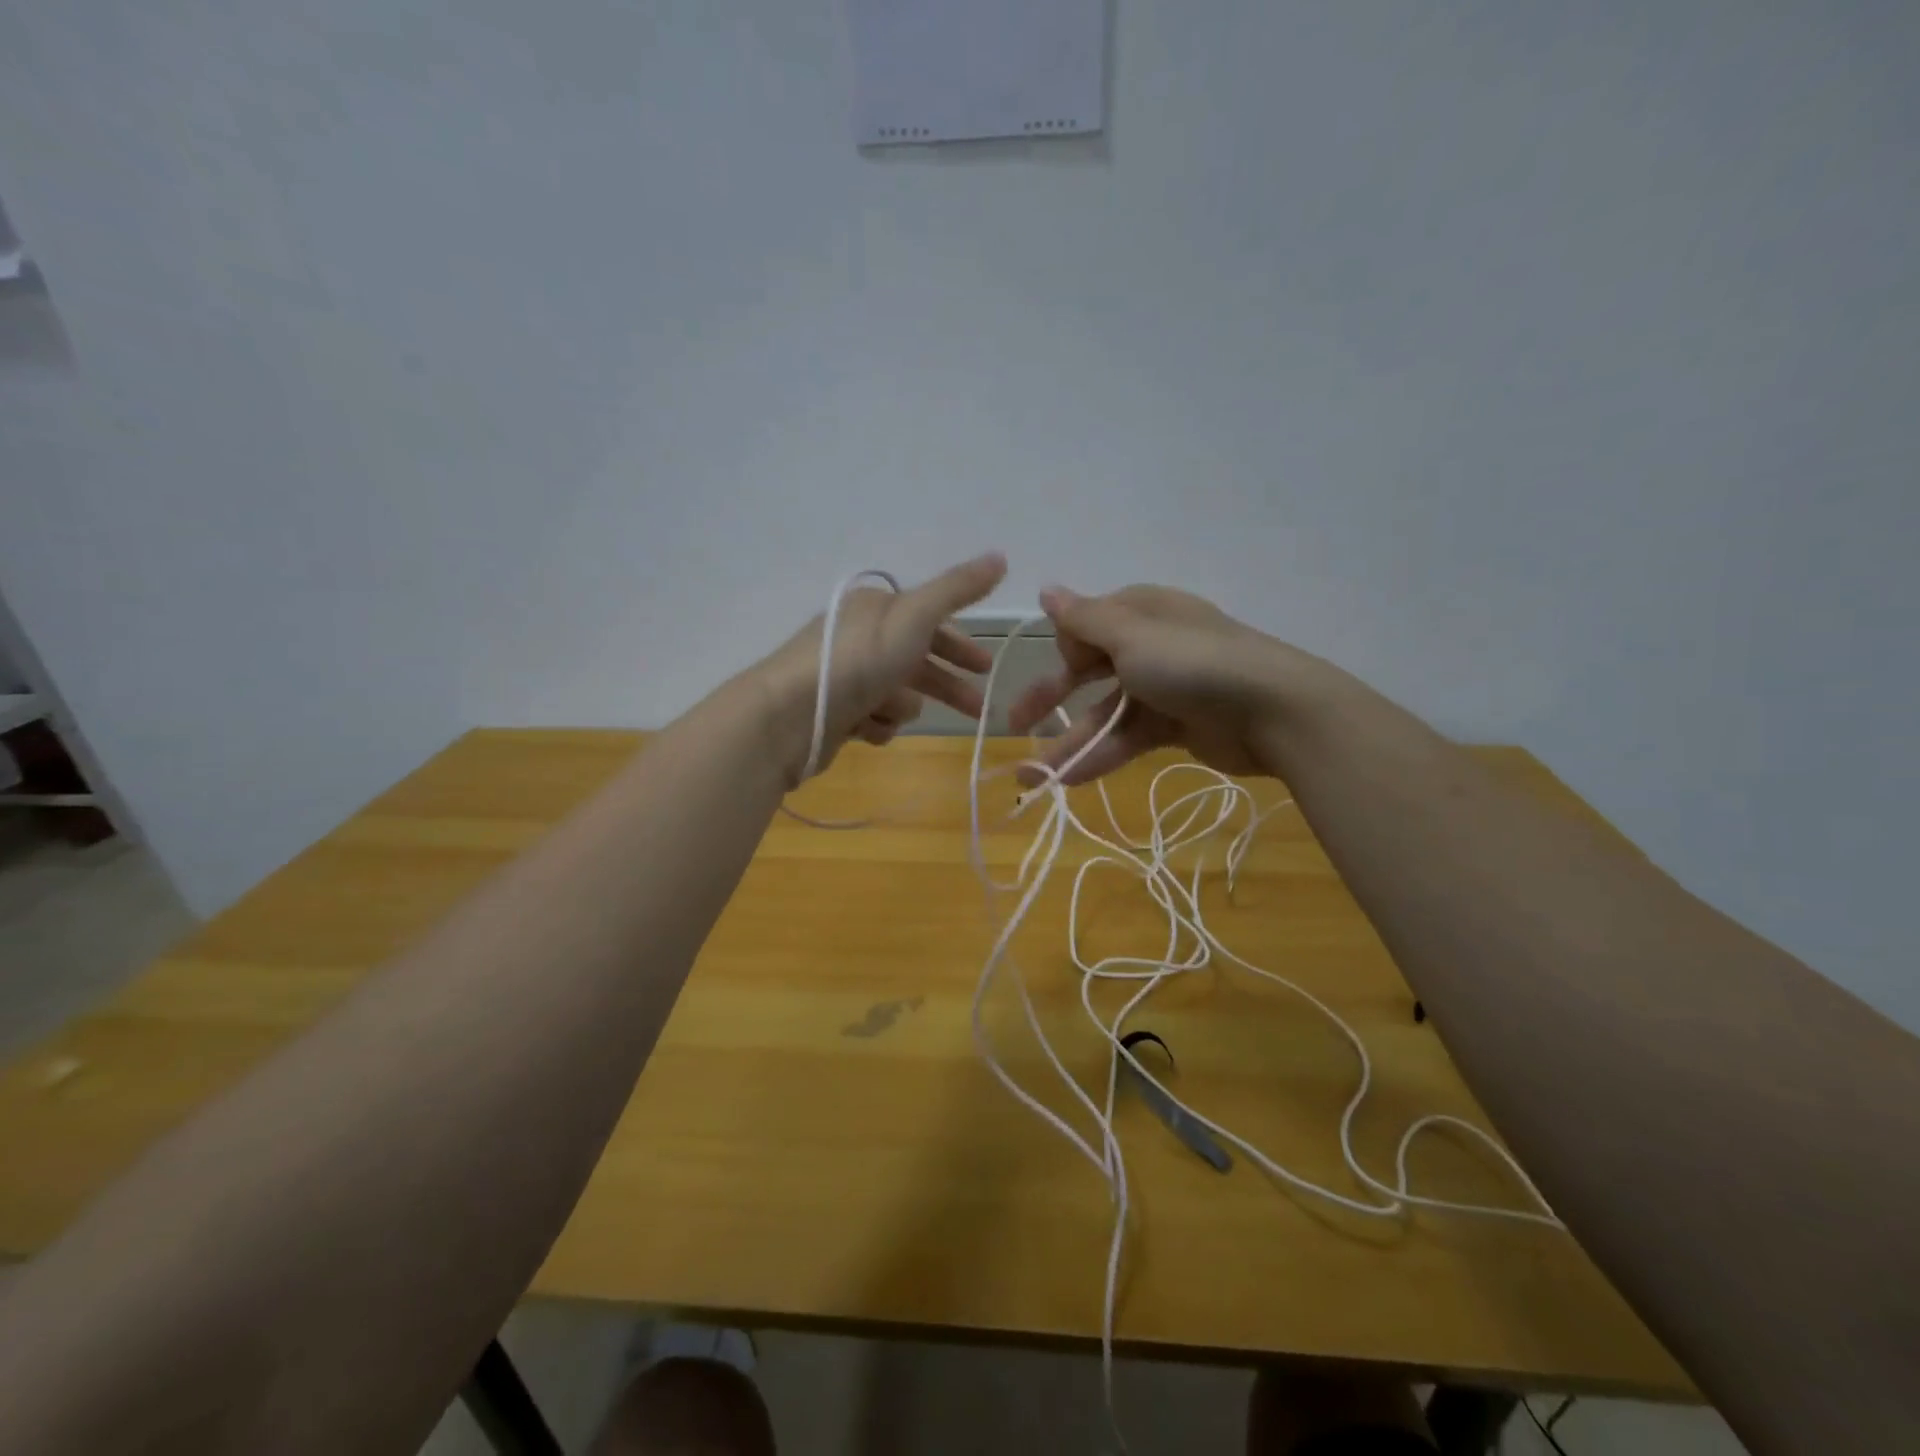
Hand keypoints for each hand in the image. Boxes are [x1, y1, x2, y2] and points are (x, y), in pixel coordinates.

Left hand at [756, 553, 1007, 785]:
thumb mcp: (915, 616)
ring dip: (900, 706)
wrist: (792, 713)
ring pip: (895, 695)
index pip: (929, 622)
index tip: (986, 668)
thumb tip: (1001, 556)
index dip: (960, 645)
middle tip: (978, 710)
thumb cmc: (859, 659)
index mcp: (877, 609)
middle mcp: (860, 637)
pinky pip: (872, 720)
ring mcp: (845, 676)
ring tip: (890, 713)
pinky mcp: (834, 712)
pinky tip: (867, 728)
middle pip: (917, 662)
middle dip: (946, 686)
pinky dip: (875, 725)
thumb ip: (957, 589)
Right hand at [1006, 584, 1305, 785]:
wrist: (1273, 711)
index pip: (1085, 627)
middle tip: (1013, 725)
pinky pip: (1126, 738)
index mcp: (1140, 612)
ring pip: (1103, 714)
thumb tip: (1046, 590)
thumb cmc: (1194, 663)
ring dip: (1069, 743)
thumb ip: (1082, 619)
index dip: (1066, 650)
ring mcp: (1163, 688)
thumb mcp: (1131, 635)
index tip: (1067, 667)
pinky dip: (1099, 756)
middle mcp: (1149, 646)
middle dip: (1050, 699)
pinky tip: (1067, 781)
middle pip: (1087, 672)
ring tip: (1030, 778)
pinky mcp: (1174, 726)